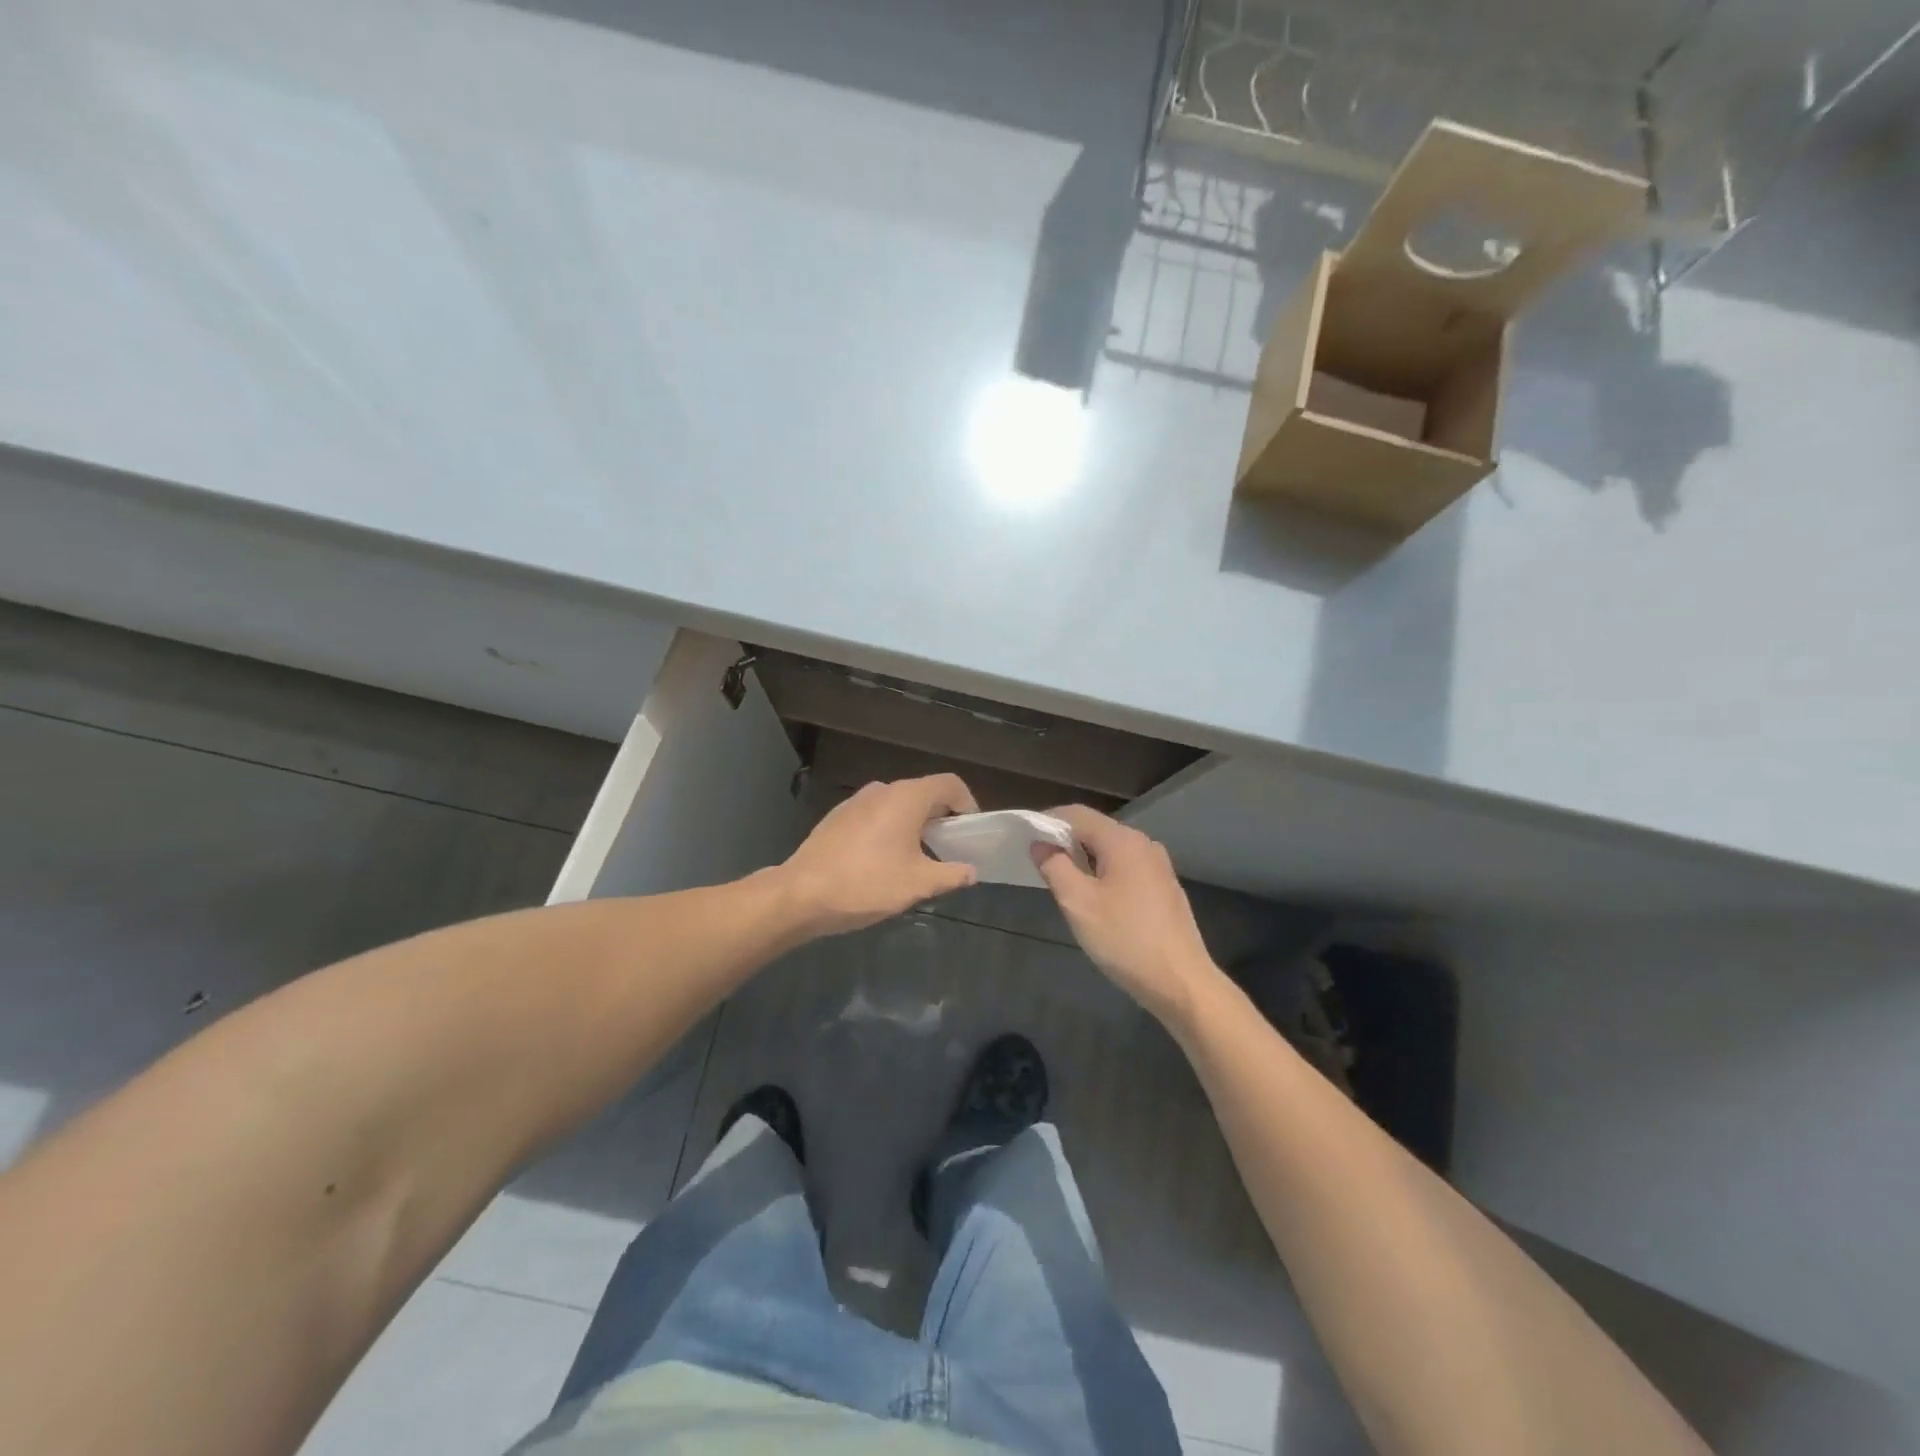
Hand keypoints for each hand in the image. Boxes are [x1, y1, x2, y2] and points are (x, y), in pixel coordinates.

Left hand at [778, 775, 979, 936]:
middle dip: (942, 817)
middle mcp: (882, 790)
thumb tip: (971, 871)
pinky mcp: (837, 817)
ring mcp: (856, 801)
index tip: (972, 831)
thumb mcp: (918, 884)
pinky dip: (890, 829)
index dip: (968, 804)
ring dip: (914, 824)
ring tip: (919, 858)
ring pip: (897, 805)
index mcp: (906, 797)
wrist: (801, 894)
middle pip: (923, 793)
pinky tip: (884, 861)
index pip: (949, 785)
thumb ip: (951, 874)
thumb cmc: (867, 884)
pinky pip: (875, 815)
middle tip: (950, 848)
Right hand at [1031, 805, 1221, 1028]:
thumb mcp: (1078, 903)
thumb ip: (1055, 866)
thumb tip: (1040, 844)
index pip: (1077, 814)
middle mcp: (1144, 844)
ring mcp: (1158, 866)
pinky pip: (1126, 867)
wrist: (1181, 982)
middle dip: (1065, 841)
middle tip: (1039, 863)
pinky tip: (1094, 898)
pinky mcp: (1164, 887)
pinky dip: (1103, 872)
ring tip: (1062, 881)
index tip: (1024, 838)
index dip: (1047, 822)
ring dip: (1084, 858)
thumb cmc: (1125, 939)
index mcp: (1123, 841)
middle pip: (1096, 829)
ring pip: (1111, 850)